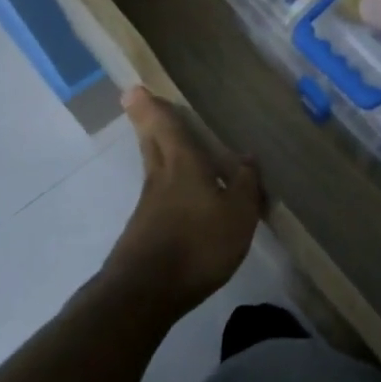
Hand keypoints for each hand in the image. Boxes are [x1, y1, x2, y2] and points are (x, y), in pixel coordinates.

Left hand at [108, 87, 264, 312]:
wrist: (145, 293)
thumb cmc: (197, 244)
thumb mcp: (238, 214)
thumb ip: (245, 184)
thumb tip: (246, 157)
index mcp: (183, 165)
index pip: (166, 126)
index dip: (152, 106)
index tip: (134, 88)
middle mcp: (161, 178)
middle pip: (151, 142)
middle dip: (147, 122)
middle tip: (140, 103)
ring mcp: (149, 206)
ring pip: (153, 167)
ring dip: (156, 151)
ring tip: (170, 145)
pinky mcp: (144, 231)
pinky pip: (158, 195)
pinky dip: (167, 184)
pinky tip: (182, 196)